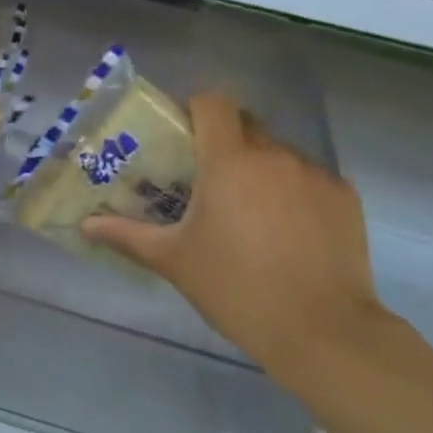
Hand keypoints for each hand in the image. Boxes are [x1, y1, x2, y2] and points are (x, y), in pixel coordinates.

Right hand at [81, 90, 389, 382]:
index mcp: (229, 161)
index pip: (212, 102)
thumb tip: (87, 225)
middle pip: (246, 124)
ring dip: (259, 169)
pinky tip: (285, 233)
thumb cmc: (234, 288)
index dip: (194, 109)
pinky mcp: (345, 197)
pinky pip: (309, 179)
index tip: (181, 137)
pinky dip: (292, 192)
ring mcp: (316, 174)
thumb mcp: (173, 260)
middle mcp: (275, 155)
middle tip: (205, 180)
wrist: (320, 329)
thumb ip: (127, 235)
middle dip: (223, 142)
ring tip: (247, 214)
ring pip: (279, 153)